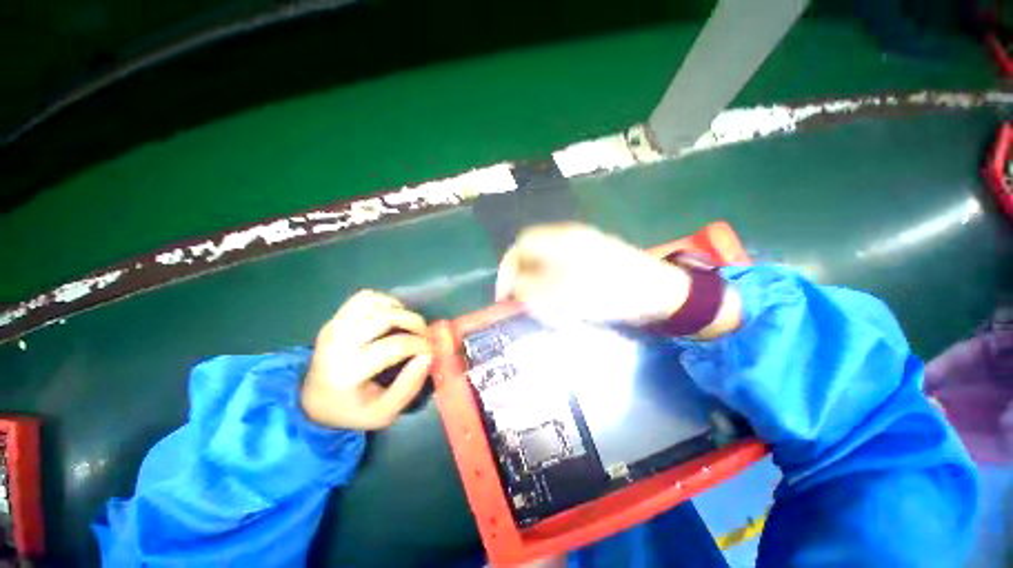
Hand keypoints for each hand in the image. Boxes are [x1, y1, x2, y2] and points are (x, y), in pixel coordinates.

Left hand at [301, 290, 432, 429]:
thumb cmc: (352, 410)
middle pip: (388, 317)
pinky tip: (390, 317)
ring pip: (376, 301)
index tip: (432, 349)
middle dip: (415, 322)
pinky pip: (365, 297)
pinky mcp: (335, 319)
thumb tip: (429, 355)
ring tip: (406, 325)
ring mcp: (334, 327)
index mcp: (349, 371)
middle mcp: (339, 343)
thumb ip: (409, 386)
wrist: (314, 402)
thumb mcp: (384, 413)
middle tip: (425, 335)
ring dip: (399, 309)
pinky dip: (383, 302)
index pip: (396, 345)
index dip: (421, 344)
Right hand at [496, 223, 690, 324]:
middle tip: (530, 308)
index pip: (520, 246)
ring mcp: (582, 250)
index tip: (505, 296)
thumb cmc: (611, 291)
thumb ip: (532, 288)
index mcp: (561, 240)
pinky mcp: (592, 263)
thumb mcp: (564, 293)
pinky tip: (568, 310)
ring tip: (553, 313)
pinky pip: (564, 276)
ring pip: (547, 270)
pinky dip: (559, 294)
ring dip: (543, 292)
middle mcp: (568, 240)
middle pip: (533, 258)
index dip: (507, 269)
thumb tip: (513, 286)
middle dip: (527, 285)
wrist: (660, 293)